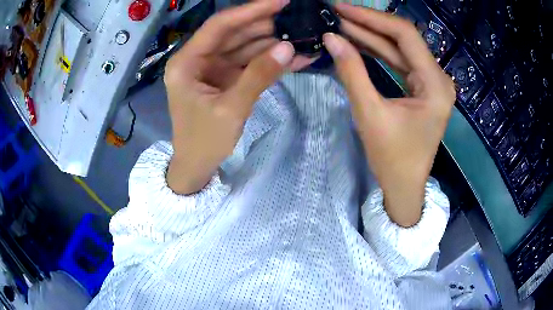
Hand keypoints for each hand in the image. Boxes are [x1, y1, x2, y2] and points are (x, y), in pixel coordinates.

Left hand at [165, 0, 307, 194]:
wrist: (197, 166)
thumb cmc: (204, 141)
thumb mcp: (231, 109)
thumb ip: (258, 76)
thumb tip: (288, 47)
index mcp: (187, 62)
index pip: (220, 26)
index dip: (250, 10)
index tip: (279, 1)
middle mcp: (198, 59)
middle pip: (235, 33)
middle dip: (266, 26)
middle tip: (297, 19)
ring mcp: (213, 67)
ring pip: (245, 46)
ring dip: (272, 43)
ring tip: (303, 36)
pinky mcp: (225, 77)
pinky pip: (249, 63)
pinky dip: (270, 61)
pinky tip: (294, 57)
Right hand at [323, 4, 455, 226]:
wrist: (404, 187)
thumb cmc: (392, 158)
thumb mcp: (370, 114)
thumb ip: (352, 72)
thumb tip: (331, 38)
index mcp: (435, 84)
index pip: (405, 35)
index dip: (372, 18)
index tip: (342, 9)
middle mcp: (438, 78)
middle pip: (404, 39)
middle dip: (370, 24)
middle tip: (337, 13)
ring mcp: (432, 83)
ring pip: (401, 49)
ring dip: (372, 36)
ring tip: (342, 24)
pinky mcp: (423, 89)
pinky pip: (401, 62)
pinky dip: (379, 52)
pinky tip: (358, 42)